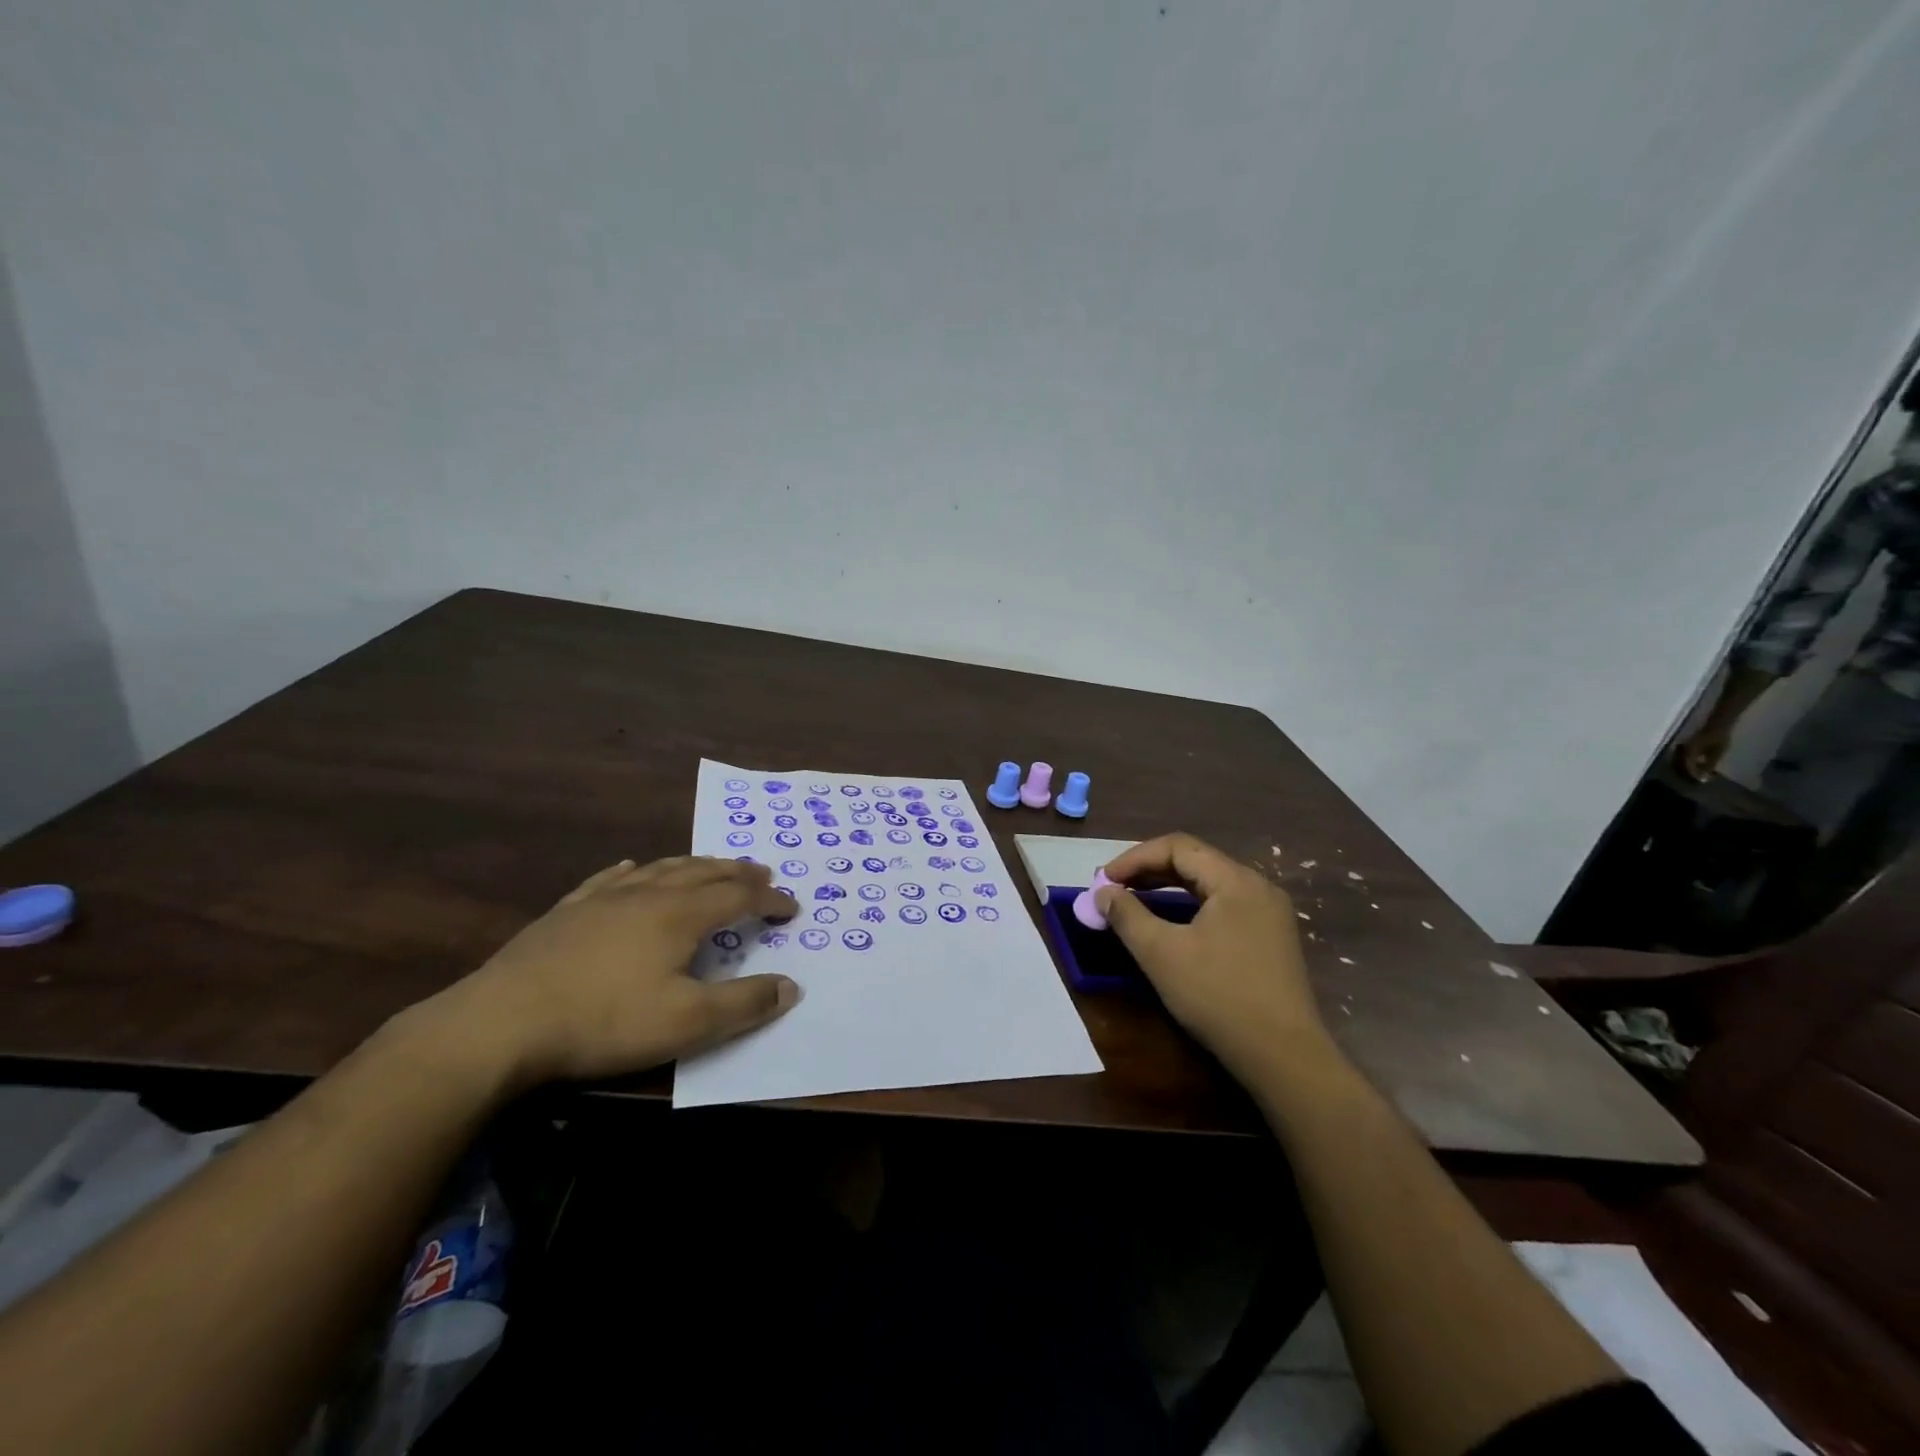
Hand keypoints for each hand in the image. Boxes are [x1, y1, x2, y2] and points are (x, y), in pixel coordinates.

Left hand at [444, 856, 799, 1085]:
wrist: (502, 1022)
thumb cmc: (604, 1021)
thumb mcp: (687, 1024)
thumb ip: (744, 1004)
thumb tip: (791, 985)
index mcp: (681, 915)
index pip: (739, 897)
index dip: (770, 900)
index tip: (792, 908)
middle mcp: (648, 895)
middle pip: (704, 872)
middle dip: (738, 871)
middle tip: (763, 871)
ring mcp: (604, 899)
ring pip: (662, 868)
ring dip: (696, 864)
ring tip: (712, 864)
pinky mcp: (567, 911)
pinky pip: (611, 878)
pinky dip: (635, 869)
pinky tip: (634, 866)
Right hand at [1097, 834, 1329, 1081]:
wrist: (1285, 1057)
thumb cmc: (1219, 997)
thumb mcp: (1161, 954)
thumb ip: (1127, 915)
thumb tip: (1102, 892)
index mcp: (1236, 880)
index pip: (1177, 847)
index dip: (1134, 858)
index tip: (1103, 881)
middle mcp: (1257, 886)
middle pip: (1195, 860)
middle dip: (1149, 871)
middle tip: (1113, 889)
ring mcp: (1269, 913)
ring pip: (1209, 884)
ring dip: (1168, 888)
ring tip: (1134, 902)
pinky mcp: (1271, 938)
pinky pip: (1223, 905)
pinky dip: (1190, 906)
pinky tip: (1171, 925)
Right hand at [1675, 726, 1730, 781]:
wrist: (1717, 724)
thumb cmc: (1719, 737)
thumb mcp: (1717, 752)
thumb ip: (1709, 764)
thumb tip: (1703, 777)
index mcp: (1688, 751)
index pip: (1687, 767)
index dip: (1693, 775)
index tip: (1700, 781)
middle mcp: (1680, 750)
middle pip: (1679, 766)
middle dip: (1687, 774)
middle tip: (1695, 780)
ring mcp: (1679, 748)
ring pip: (1678, 763)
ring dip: (1684, 770)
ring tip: (1694, 775)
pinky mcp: (1682, 747)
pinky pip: (1680, 759)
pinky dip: (1685, 764)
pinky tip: (1693, 767)